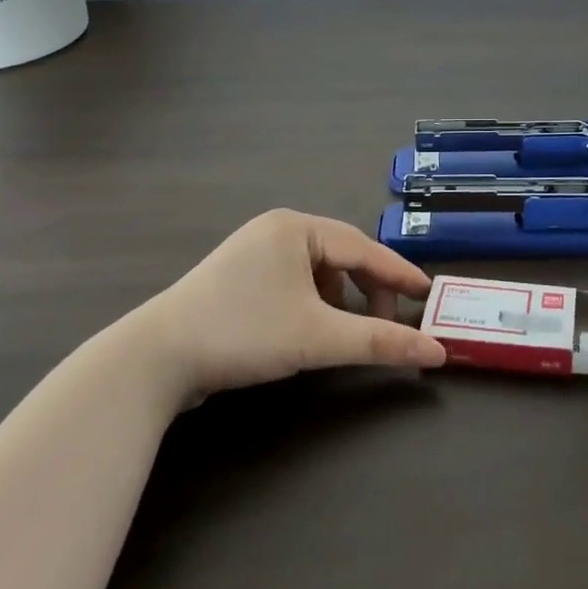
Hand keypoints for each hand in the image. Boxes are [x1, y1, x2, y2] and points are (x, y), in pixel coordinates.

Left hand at [138, 209, 445, 401]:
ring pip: (316, 271)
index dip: (398, 273)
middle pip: (341, 255)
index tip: (426, 295)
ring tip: (347, 330)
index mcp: (296, 227)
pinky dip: (311, 304)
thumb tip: (435, 351)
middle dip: (367, 289)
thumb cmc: (244, 333)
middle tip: (386, 321)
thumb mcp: (318, 337)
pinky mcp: (235, 279)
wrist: (152, 361)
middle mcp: (275, 230)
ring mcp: (251, 253)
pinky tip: (309, 330)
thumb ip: (379, 341)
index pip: (363, 247)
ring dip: (340, 299)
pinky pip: (291, 282)